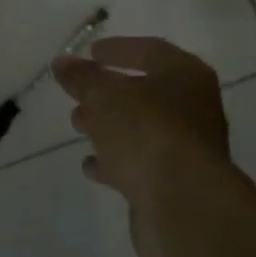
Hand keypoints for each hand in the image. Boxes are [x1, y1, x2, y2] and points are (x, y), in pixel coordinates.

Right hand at [54, 37, 229, 256]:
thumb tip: (62, 62)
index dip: (119, 49)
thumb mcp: (105, 96)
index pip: (150, 51)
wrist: (184, 207)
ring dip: (109, 126)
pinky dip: (115, 161)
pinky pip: (141, 164)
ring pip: (142, 129)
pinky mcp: (176, 184)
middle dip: (109, 92)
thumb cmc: (147, 133)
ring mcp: (187, 149)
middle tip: (78, 93)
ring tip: (77, 125)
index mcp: (186, 76)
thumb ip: (82, 77)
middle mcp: (193, 108)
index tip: (91, 52)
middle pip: (146, 92)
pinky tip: (90, 165)